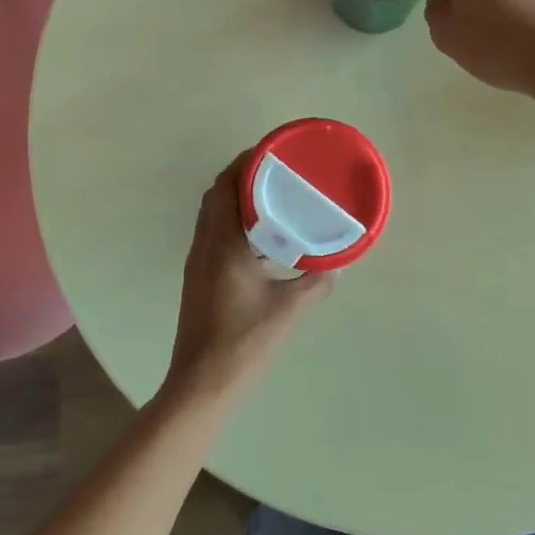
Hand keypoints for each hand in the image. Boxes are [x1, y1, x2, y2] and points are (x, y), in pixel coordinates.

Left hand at [164, 156, 334, 407]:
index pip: (226, 184)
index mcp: (222, 242)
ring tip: (273, 198)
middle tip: (277, 172)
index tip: (273, 151)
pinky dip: (234, 223)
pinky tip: (262, 240)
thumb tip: (336, 266)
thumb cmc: (244, 341)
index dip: (246, 161)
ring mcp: (198, 262)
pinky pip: (215, 234)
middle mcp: (204, 244)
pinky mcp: (200, 277)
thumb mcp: (289, 309)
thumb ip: (316, 283)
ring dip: (237, 199)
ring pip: (213, 215)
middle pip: (217, 194)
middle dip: (243, 175)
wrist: (202, 383)